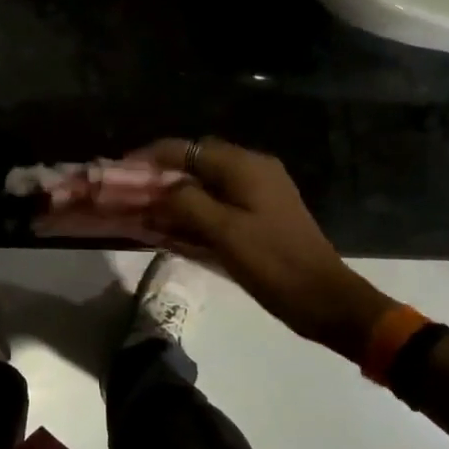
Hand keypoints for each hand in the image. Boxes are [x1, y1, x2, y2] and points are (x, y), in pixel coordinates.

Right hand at [136, 137, 392, 357]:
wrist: (326, 300)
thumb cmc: (274, 263)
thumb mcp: (224, 232)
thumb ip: (187, 203)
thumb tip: (162, 189)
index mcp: (244, 166)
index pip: (187, 148)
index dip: (151, 156)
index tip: (122, 169)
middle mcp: (253, 169)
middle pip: (196, 161)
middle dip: (162, 174)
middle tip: (133, 192)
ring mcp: (260, 191)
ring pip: (207, 182)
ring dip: (178, 193)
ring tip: (148, 209)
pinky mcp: (262, 213)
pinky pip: (220, 201)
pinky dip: (196, 208)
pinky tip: (177, 226)